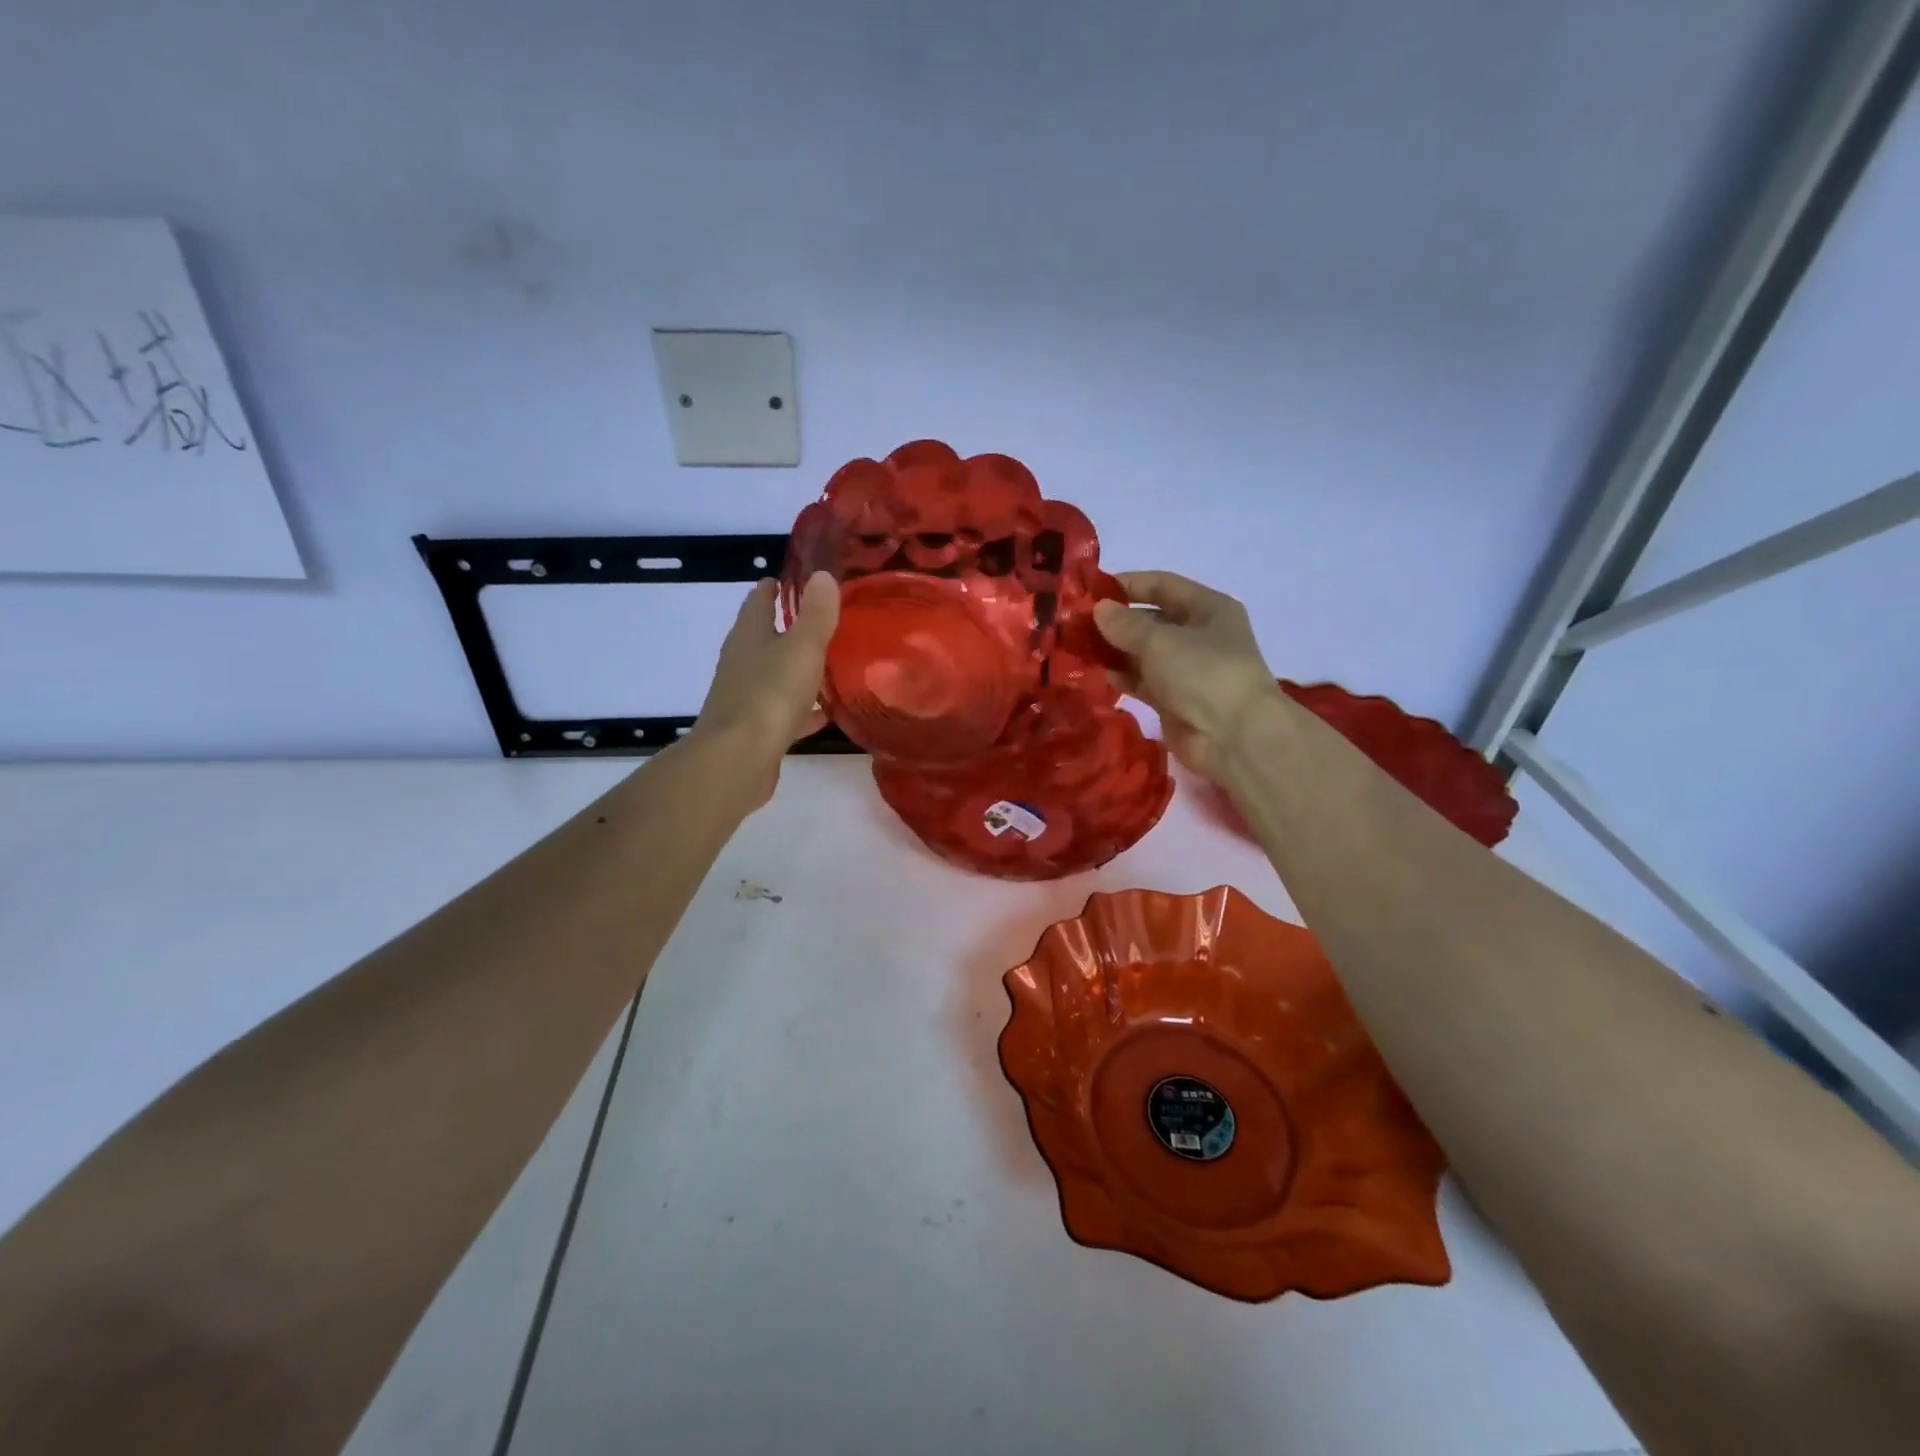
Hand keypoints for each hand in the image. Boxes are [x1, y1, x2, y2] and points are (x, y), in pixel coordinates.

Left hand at [687, 572, 839, 803]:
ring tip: (829, 664)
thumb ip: (815, 614)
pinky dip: (802, 709)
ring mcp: (746, 697)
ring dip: (796, 669)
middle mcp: (742, 662)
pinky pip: (784, 711)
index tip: (795, 579)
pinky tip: (824, 714)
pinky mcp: (756, 729)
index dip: (775, 587)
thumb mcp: (801, 647)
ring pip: (775, 675)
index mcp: (749, 636)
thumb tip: (821, 575)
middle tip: (823, 620)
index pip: (759, 601)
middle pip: (765, 637)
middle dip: (789, 628)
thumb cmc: (769, 695)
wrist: (738, 759)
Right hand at [1094, 570, 1281, 780]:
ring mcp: (1187, 669)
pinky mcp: (1174, 700)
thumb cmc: (1202, 673)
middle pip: (1150, 619)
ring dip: (1114, 650)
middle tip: (1075, 624)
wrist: (1233, 737)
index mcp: (1207, 608)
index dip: (1126, 584)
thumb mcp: (1160, 641)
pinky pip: (1142, 680)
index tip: (1089, 590)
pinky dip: (1122, 676)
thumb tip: (1098, 609)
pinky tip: (1096, 674)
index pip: (1161, 585)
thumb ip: (1125, 624)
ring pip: (1143, 652)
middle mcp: (1198, 635)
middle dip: (1114, 621)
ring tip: (1077, 648)